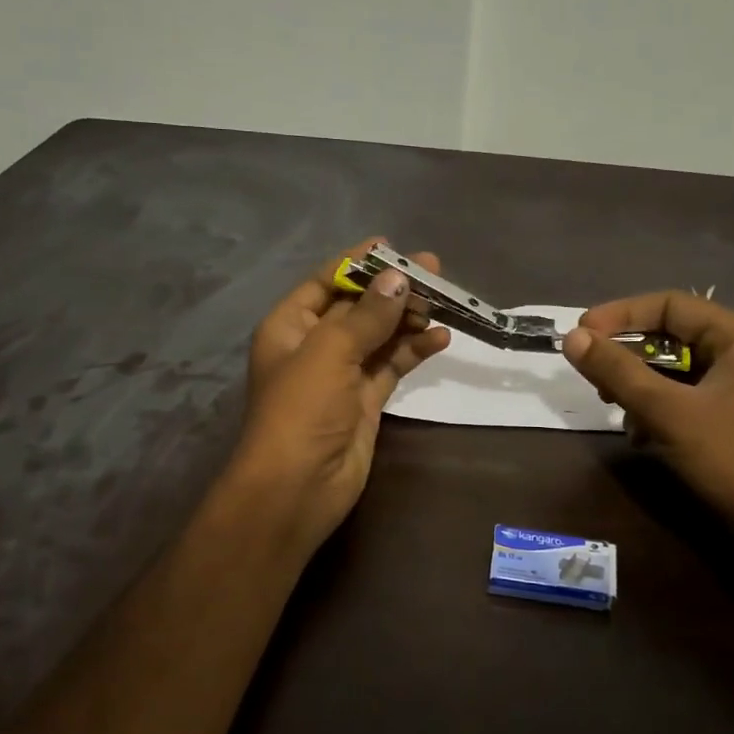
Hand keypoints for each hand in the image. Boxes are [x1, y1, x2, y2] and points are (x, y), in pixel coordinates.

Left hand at [230, 239, 450, 552]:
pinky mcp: (365, 400)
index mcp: (289, 326)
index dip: (357, 263)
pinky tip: (441, 337)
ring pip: (379, 335)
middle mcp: (314, 345)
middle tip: (434, 270)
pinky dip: (413, 350)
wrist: (297, 488)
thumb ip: (367, 315)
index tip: (393, 245)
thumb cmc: (301, 409)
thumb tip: (397, 277)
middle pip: (358, 307)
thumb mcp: (330, 352)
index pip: (325, 282)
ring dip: (407, 318)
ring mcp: (341, 374)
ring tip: (445, 300)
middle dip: (392, 289)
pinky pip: (391, 365)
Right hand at [562, 293, 733, 527]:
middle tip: (593, 374)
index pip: (669, 305)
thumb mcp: (666, 411)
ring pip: (672, 369)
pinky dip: (654, 408)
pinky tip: (639, 436)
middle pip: (670, 336)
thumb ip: (617, 371)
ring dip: (637, 385)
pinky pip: (681, 395)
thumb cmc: (730, 458)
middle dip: (627, 355)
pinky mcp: (729, 415)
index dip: (621, 315)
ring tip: (613, 407)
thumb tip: (571, 337)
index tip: (582, 334)